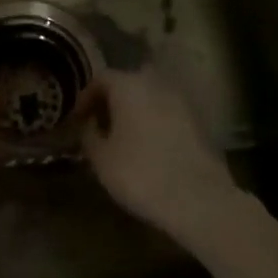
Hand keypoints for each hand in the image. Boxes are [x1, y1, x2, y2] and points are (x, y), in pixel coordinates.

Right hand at [81, 69, 239, 237]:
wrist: (199, 199)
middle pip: (127, 84)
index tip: (78, 120)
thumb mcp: (101, 159)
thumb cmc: (140, 174)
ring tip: (125, 139)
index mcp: (128, 85)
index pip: (100, 79)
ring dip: (135, 112)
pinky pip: (167, 114)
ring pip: (150, 98)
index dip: (85, 98)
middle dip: (112, 102)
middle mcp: (155, 84)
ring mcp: (181, 101)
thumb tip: (87, 124)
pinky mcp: (199, 121)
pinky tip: (150, 148)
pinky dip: (155, 123)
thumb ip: (88, 135)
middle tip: (101, 127)